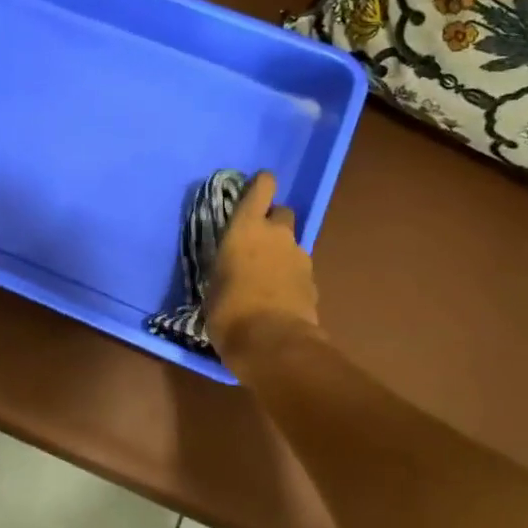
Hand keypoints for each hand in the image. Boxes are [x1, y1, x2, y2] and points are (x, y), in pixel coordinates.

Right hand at [206, 171, 320, 367]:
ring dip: (282, 253)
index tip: (259, 185)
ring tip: (267, 277)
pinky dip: (291, 278)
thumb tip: (230, 271)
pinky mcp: (313, 282)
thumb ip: (226, 268)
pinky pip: (300, 270)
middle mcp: (277, 235)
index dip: (262, 184)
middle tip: (258, 242)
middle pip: (283, 213)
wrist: (273, 343)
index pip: (261, 189)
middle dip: (274, 222)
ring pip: (292, 244)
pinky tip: (279, 297)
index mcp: (246, 228)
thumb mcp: (213, 285)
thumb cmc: (229, 311)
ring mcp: (300, 257)